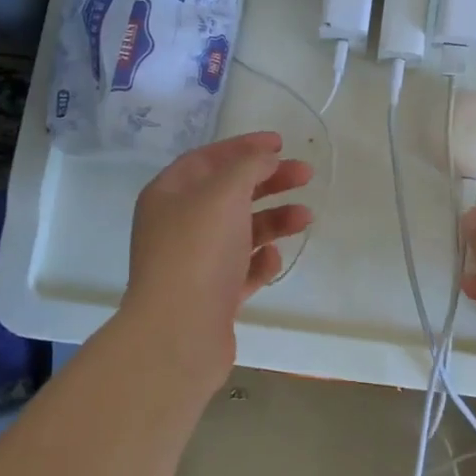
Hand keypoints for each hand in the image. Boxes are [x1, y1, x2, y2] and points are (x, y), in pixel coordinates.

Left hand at [119, 132, 312, 373]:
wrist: (178, 332)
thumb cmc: (198, 251)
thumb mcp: (224, 192)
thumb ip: (249, 166)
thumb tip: (266, 158)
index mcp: (169, 194)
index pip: (208, 158)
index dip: (244, 146)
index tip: (281, 143)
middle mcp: (178, 225)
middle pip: (229, 193)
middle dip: (269, 181)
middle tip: (306, 174)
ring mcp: (194, 262)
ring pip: (240, 231)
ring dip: (274, 220)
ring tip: (306, 218)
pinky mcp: (211, 296)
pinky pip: (241, 269)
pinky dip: (260, 261)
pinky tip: (273, 259)